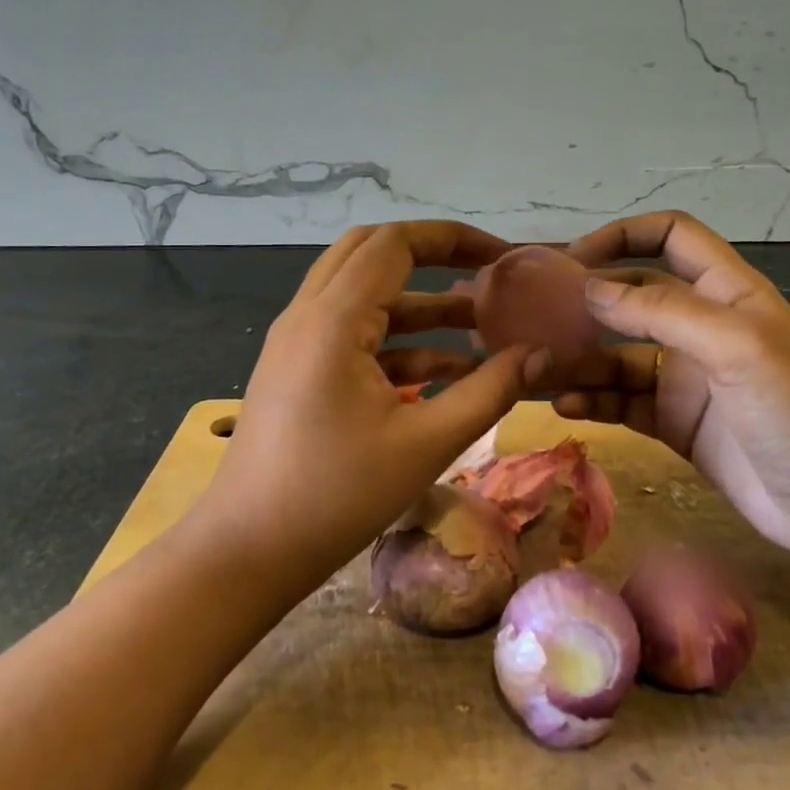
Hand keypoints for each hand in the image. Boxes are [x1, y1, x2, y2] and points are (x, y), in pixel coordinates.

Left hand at [197, 222, 549, 580]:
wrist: (248, 551)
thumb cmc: (337, 496)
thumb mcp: (426, 442)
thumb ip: (489, 391)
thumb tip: (541, 355)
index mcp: (334, 319)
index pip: (395, 243)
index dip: (453, 239)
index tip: (504, 257)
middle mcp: (308, 315)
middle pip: (372, 254)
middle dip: (433, 258)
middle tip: (486, 276)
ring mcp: (297, 343)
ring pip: (363, 297)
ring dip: (419, 305)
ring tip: (481, 328)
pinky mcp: (297, 372)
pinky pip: (353, 336)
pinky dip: (398, 343)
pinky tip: (445, 373)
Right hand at [559, 211, 789, 559]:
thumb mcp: (735, 347)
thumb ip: (662, 311)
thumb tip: (590, 290)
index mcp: (725, 292)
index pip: (670, 237)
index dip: (622, 236)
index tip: (573, 260)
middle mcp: (700, 326)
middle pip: (632, 297)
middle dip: (587, 304)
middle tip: (535, 321)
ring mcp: (685, 377)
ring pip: (618, 355)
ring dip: (580, 360)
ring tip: (539, 372)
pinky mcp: (674, 422)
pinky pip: (622, 401)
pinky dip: (592, 400)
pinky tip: (565, 407)